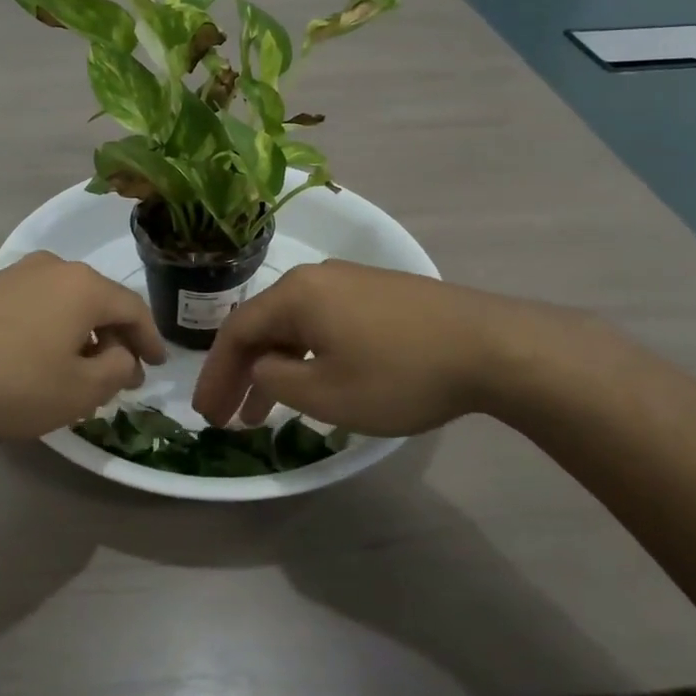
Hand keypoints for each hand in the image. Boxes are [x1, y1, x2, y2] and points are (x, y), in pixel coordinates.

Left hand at [0, 252, 165, 444]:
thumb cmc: (12, 382)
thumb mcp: (78, 390)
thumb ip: (116, 370)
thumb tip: (121, 355)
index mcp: (85, 286)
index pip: (134, 309)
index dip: (151, 339)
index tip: (158, 365)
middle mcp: (55, 268)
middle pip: (99, 301)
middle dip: (116, 338)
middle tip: (123, 373)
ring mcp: (17, 274)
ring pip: (67, 302)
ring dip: (82, 334)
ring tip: (82, 369)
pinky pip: (38, 305)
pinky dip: (52, 328)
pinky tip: (42, 358)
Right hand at [192, 260, 590, 435]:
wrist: (490, 345)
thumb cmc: (399, 373)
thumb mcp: (327, 393)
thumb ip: (278, 380)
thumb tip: (263, 366)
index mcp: (295, 294)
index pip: (236, 332)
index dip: (215, 375)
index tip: (206, 415)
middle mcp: (316, 277)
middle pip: (263, 325)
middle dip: (241, 374)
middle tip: (227, 417)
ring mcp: (350, 282)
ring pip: (295, 326)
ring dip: (275, 367)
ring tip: (265, 413)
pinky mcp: (379, 294)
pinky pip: (324, 323)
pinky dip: (306, 355)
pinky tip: (314, 381)